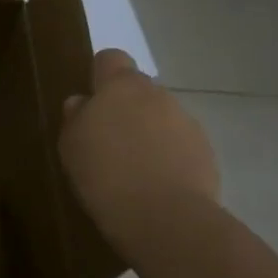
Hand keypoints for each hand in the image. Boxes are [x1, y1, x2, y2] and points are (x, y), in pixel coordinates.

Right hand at [59, 49, 219, 262]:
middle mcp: (157, 94)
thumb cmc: (105, 174)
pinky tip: (156, 184)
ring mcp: (187, 122)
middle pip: (139, 90)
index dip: (100, 75)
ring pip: (161, 117)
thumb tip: (82, 102)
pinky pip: (180, 144)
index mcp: (121, 86)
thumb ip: (76, 117)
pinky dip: (169, 156)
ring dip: (149, 132)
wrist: (165, 219)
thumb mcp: (71, 145)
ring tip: (134, 168)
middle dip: (126, 108)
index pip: (111, 59)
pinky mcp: (206, 152)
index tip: (91, 101)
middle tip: (108, 141)